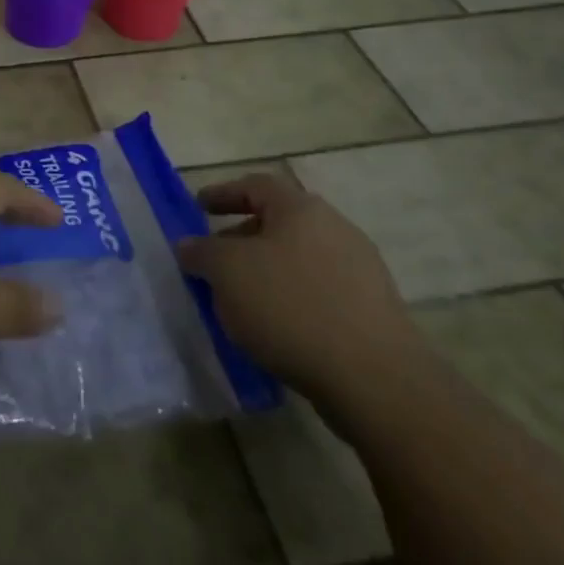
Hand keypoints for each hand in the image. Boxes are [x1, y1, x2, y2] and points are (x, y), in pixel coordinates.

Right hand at [179, 173, 423, 407]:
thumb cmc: (290, 307)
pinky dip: (288, 298)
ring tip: (237, 299)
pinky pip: (316, 291)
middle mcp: (335, 230)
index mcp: (302, 210)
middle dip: (240, 238)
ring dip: (264, 272)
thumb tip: (189, 245)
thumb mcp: (227, 272)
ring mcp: (359, 270)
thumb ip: (201, 252)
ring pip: (296, 259)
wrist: (374, 378)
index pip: (256, 186)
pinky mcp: (370, 310)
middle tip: (212, 260)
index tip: (197, 207)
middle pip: (278, 222)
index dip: (222, 193)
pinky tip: (272, 327)